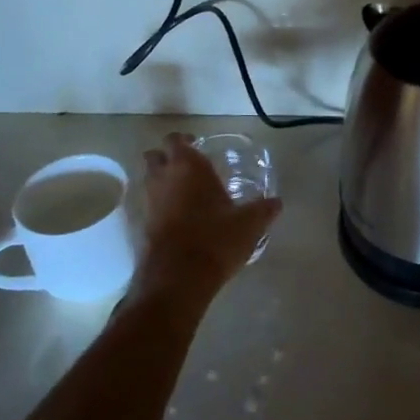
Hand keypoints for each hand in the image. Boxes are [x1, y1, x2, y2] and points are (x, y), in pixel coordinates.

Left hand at [136, 134, 281, 297]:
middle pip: (155, 156)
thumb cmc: (215, 239)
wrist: (178, 279)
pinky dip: (160, 206)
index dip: (184, 140)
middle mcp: (163, 178)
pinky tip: (179, 218)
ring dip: (162, 181)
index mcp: (187, 166)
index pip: (175, 140)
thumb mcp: (249, 224)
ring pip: (149, 180)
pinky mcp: (142, 227)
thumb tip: (277, 202)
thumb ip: (263, 209)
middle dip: (167, 158)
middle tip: (188, 167)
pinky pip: (149, 206)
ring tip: (185, 193)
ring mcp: (149, 202)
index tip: (197, 146)